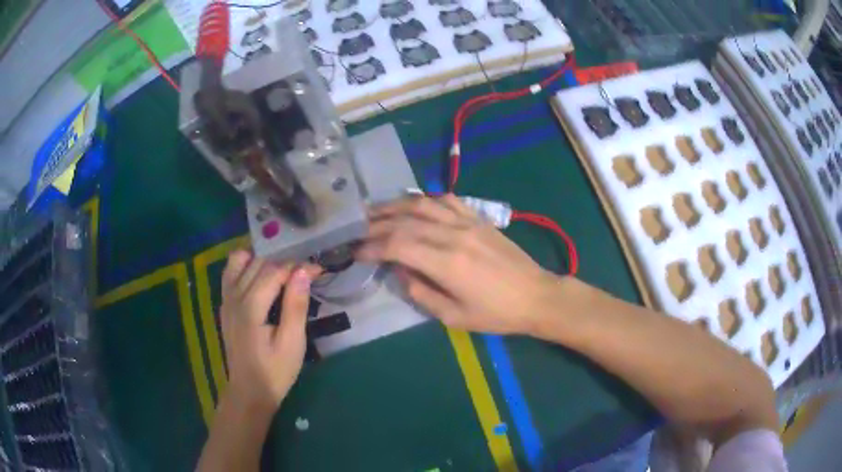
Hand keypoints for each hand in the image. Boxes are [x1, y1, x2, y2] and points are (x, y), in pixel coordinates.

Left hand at [219, 250, 321, 412]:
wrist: (249, 391)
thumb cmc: (275, 371)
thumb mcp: (293, 343)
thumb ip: (296, 305)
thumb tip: (303, 271)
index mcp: (251, 307)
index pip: (275, 271)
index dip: (298, 267)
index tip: (319, 271)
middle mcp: (234, 297)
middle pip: (259, 263)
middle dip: (284, 264)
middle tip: (305, 278)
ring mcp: (226, 300)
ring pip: (241, 261)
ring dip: (263, 262)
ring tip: (282, 276)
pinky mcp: (225, 305)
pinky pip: (231, 272)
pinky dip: (246, 267)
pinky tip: (261, 280)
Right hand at [357, 194, 559, 334]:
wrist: (536, 296)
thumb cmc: (497, 314)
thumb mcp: (455, 317)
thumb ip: (422, 293)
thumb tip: (401, 273)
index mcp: (446, 263)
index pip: (397, 245)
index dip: (372, 246)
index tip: (356, 251)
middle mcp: (453, 235)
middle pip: (404, 221)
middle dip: (375, 224)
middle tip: (355, 229)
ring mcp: (468, 222)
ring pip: (423, 205)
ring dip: (395, 206)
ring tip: (374, 211)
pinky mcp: (479, 218)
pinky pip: (447, 200)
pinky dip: (426, 200)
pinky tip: (414, 205)